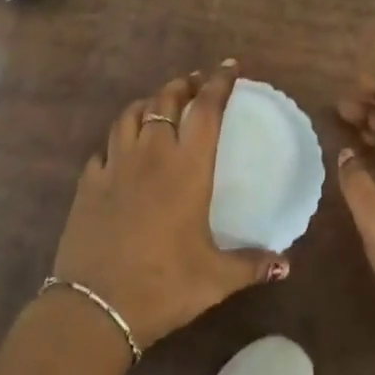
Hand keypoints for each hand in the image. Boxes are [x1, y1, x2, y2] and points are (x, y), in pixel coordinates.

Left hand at [51, 61, 288, 349]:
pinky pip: (104, 147)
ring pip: (131, 114)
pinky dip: (117, 139)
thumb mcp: (215, 278)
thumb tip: (286, 266)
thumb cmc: (163, 285)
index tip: (230, 66)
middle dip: (183, 84)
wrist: (95, 307)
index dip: (219, 82)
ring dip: (148, 101)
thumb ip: (251, 265)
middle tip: (195, 81)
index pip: (206, 109)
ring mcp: (115, 165)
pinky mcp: (88, 182)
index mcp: (187, 167)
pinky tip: (120, 149)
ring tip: (159, 102)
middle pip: (166, 100)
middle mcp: (151, 154)